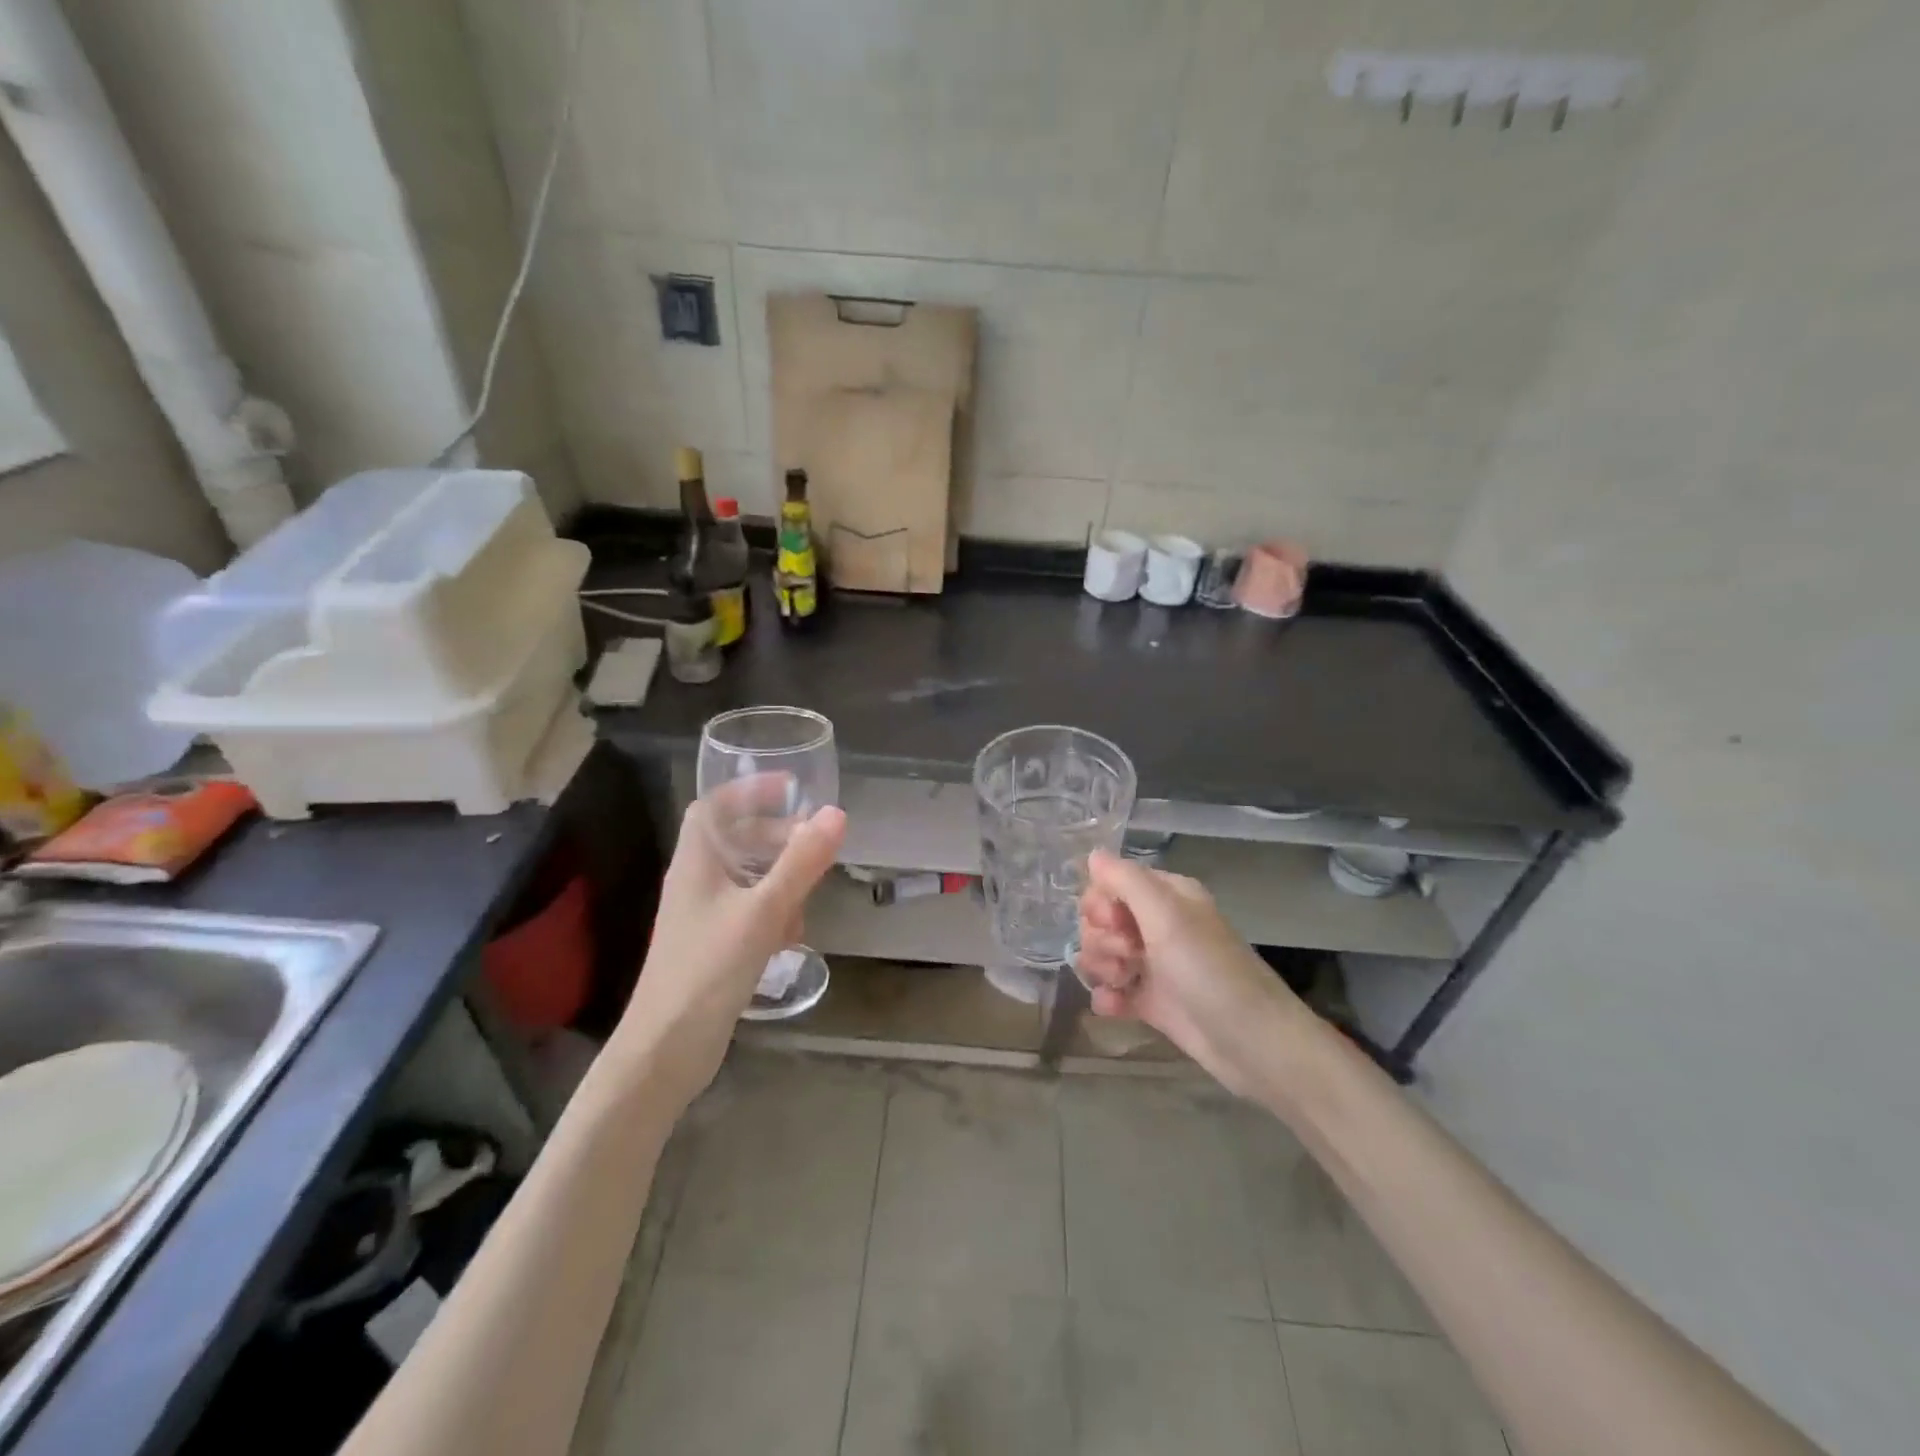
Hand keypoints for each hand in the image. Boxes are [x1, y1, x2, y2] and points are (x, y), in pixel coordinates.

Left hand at [615, 794, 845, 1107]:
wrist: (666, 1050)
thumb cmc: (709, 969)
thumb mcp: (763, 911)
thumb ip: (800, 863)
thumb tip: (835, 814)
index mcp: (696, 863)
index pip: (714, 807)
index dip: (749, 790)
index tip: (790, 788)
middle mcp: (695, 883)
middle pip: (735, 841)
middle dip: (775, 837)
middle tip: (813, 841)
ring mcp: (702, 917)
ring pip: (746, 879)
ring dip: (779, 879)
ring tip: (807, 897)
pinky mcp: (712, 947)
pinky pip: (748, 912)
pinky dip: (772, 914)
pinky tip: (789, 939)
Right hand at [1076, 850, 1309, 1098]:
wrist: (1252, 1043)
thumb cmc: (1208, 970)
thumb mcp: (1166, 915)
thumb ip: (1125, 880)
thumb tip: (1093, 854)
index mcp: (1166, 896)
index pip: (1112, 884)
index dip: (1101, 902)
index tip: (1113, 922)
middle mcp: (1159, 925)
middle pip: (1102, 920)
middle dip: (1101, 938)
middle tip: (1127, 955)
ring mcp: (1155, 965)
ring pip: (1103, 954)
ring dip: (1102, 967)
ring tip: (1123, 982)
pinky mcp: (1153, 1002)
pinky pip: (1113, 991)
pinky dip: (1108, 997)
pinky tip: (1113, 1006)